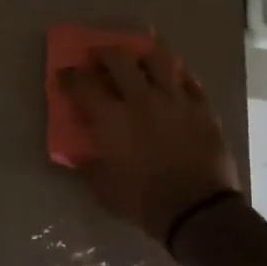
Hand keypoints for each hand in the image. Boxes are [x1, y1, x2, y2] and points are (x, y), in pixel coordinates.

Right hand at [57, 37, 242, 245]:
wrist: (197, 211)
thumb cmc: (143, 202)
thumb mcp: (103, 188)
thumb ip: (89, 164)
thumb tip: (81, 152)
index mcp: (112, 118)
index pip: (83, 84)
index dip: (69, 76)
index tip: (64, 74)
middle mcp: (142, 98)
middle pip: (119, 59)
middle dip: (104, 54)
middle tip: (99, 59)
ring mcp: (176, 99)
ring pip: (159, 59)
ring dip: (142, 56)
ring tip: (139, 61)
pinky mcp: (202, 107)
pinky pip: (189, 81)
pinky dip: (176, 77)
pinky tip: (173, 82)